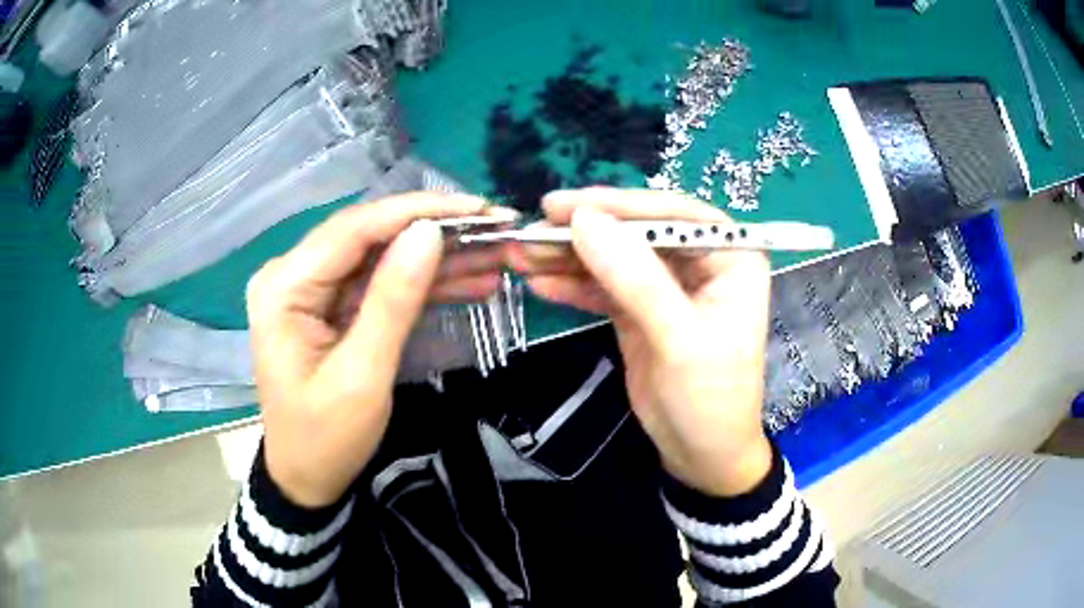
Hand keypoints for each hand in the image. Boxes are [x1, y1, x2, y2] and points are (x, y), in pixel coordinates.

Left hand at [246, 193, 507, 507]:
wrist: (306, 477)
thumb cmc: (326, 438)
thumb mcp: (363, 375)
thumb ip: (393, 300)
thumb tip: (429, 233)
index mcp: (285, 286)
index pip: (354, 229)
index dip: (417, 212)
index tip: (477, 208)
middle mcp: (292, 274)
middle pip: (370, 237)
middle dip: (435, 232)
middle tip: (496, 229)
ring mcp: (312, 289)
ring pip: (381, 258)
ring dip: (437, 259)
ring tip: (495, 256)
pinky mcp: (330, 306)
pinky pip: (380, 284)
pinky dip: (422, 285)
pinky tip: (469, 281)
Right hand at [509, 188, 772, 496]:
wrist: (701, 454)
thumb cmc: (710, 397)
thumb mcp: (678, 338)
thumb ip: (635, 278)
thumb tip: (584, 221)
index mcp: (730, 256)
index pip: (673, 214)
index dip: (620, 206)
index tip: (567, 207)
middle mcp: (699, 261)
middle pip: (637, 231)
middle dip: (585, 231)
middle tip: (533, 227)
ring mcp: (666, 285)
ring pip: (614, 257)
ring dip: (569, 256)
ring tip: (522, 253)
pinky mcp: (639, 309)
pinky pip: (603, 287)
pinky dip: (572, 284)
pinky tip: (539, 281)